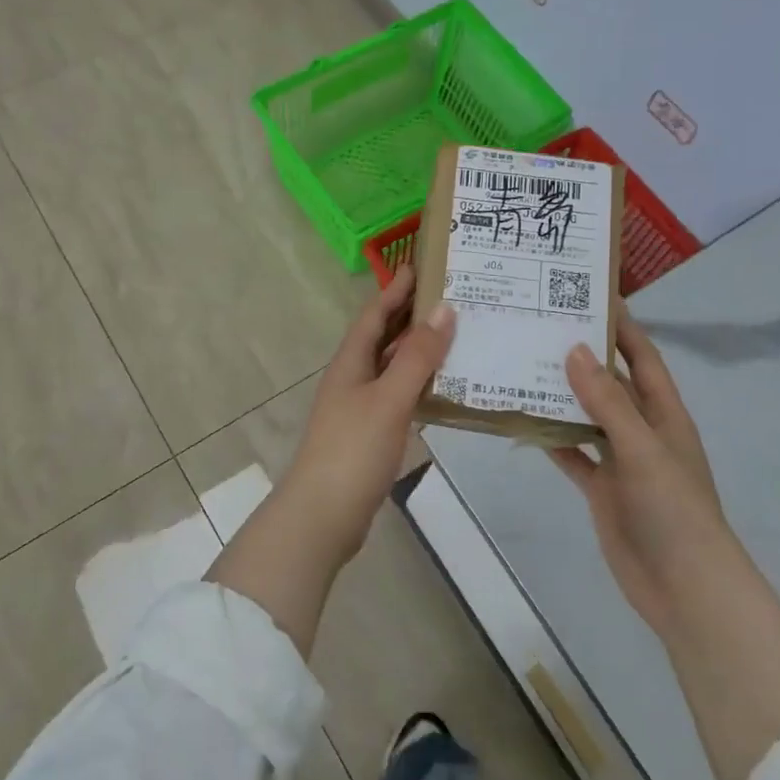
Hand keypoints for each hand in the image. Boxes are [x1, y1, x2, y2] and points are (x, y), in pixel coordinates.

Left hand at [280, 265, 455, 560]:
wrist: (323, 516)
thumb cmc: (353, 450)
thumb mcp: (389, 399)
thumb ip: (417, 356)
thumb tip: (444, 309)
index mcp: (351, 362)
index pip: (374, 313)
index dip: (395, 288)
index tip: (421, 264)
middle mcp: (353, 377)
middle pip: (383, 336)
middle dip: (411, 314)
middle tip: (450, 295)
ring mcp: (360, 407)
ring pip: (392, 366)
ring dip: (418, 349)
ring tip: (456, 334)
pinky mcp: (370, 433)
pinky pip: (398, 395)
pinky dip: (419, 384)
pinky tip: (444, 387)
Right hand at [550, 314, 726, 629]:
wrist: (683, 587)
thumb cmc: (673, 509)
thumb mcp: (642, 448)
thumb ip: (607, 401)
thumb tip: (573, 349)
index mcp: (664, 414)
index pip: (643, 358)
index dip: (622, 328)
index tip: (589, 296)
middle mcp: (642, 430)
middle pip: (610, 383)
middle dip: (582, 356)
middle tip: (540, 327)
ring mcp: (620, 460)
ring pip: (587, 416)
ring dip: (562, 395)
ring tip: (522, 364)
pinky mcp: (602, 488)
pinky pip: (573, 454)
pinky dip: (552, 439)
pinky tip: (523, 420)